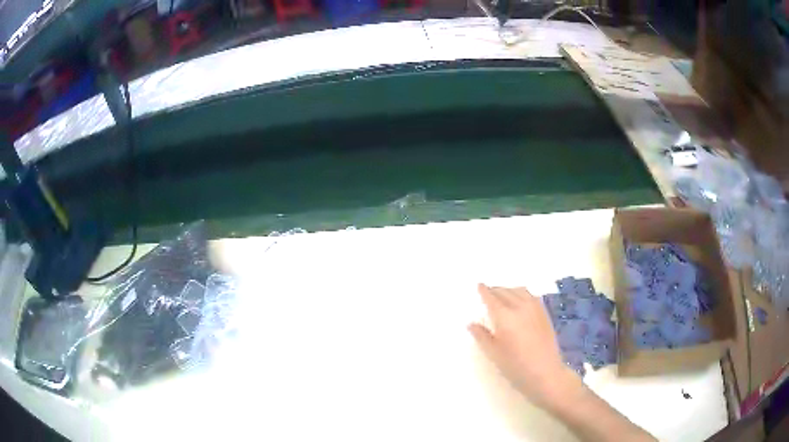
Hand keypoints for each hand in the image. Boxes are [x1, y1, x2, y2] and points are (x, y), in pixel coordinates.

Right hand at [468, 283, 579, 409]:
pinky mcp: (544, 313)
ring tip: (502, 295)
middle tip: (488, 292)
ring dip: (509, 290)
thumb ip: (482, 336)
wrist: (545, 372)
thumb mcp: (494, 353)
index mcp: (505, 316)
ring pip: (520, 291)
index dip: (484, 291)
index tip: (479, 285)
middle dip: (495, 290)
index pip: (492, 298)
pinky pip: (531, 296)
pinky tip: (520, 301)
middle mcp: (520, 307)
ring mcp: (535, 309)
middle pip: (506, 292)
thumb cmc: (516, 366)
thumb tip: (472, 324)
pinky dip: (521, 294)